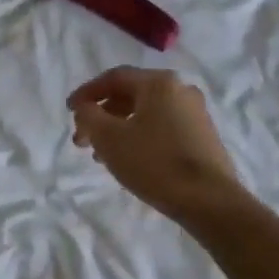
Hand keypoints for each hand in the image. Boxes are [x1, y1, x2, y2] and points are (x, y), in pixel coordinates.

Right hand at [68, 67, 244, 223]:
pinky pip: (162, 127)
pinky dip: (139, 137)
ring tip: (100, 156)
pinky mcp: (203, 136)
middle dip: (101, 116)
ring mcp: (195, 113)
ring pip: (146, 114)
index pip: (114, 78)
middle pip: (131, 96)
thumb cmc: (154, 163)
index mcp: (159, 82)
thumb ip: (89, 116)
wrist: (209, 200)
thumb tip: (85, 108)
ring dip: (118, 129)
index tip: (69, 111)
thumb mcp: (109, 138)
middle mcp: (180, 90)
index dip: (86, 92)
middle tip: (81, 140)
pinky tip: (129, 160)